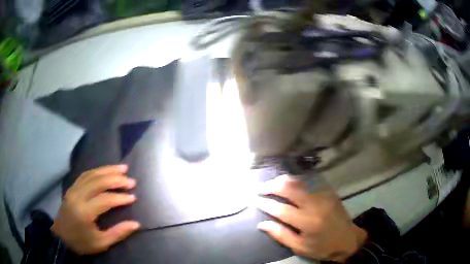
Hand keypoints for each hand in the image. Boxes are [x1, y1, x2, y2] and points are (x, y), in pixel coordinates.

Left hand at [51, 165, 139, 254]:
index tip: (133, 197)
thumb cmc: (82, 243)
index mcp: (84, 212)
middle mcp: (78, 196)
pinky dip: (97, 171)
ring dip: (107, 170)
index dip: (120, 198)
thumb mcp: (101, 243)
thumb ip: (118, 233)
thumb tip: (136, 224)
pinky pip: (84, 175)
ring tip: (122, 168)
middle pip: (98, 182)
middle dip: (116, 179)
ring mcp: (73, 190)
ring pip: (91, 174)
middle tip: (130, 180)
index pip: (105, 199)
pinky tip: (105, 171)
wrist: (61, 238)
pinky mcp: (71, 188)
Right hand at [256, 175, 366, 261]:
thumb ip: (280, 235)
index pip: (281, 209)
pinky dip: (295, 181)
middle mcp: (315, 205)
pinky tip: (288, 184)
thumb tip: (262, 223)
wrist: (348, 239)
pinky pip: (309, 182)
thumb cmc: (322, 247)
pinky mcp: (328, 192)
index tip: (255, 201)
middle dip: (272, 186)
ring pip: (299, 181)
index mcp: (307, 222)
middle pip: (290, 188)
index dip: (266, 204)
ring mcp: (323, 195)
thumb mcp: (300, 247)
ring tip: (271, 184)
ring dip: (283, 180)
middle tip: (261, 188)